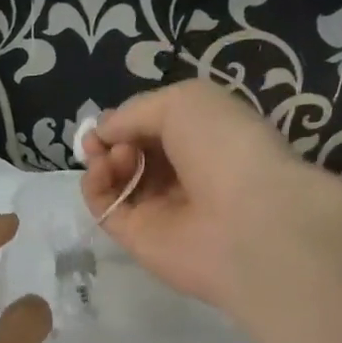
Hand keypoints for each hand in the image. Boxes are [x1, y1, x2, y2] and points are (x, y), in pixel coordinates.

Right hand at [79, 81, 322, 311]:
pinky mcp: (137, 240)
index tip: (111, 119)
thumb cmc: (225, 147)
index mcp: (204, 140)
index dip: (129, 120)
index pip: (156, 129)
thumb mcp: (184, 102)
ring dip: (104, 159)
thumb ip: (136, 112)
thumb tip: (102, 132)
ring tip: (115, 156)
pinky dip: (94, 187)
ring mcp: (159, 210)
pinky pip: (106, 209)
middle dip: (114, 139)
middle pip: (133, 154)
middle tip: (111, 140)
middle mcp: (182, 175)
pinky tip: (100, 172)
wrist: (247, 221)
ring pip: (116, 180)